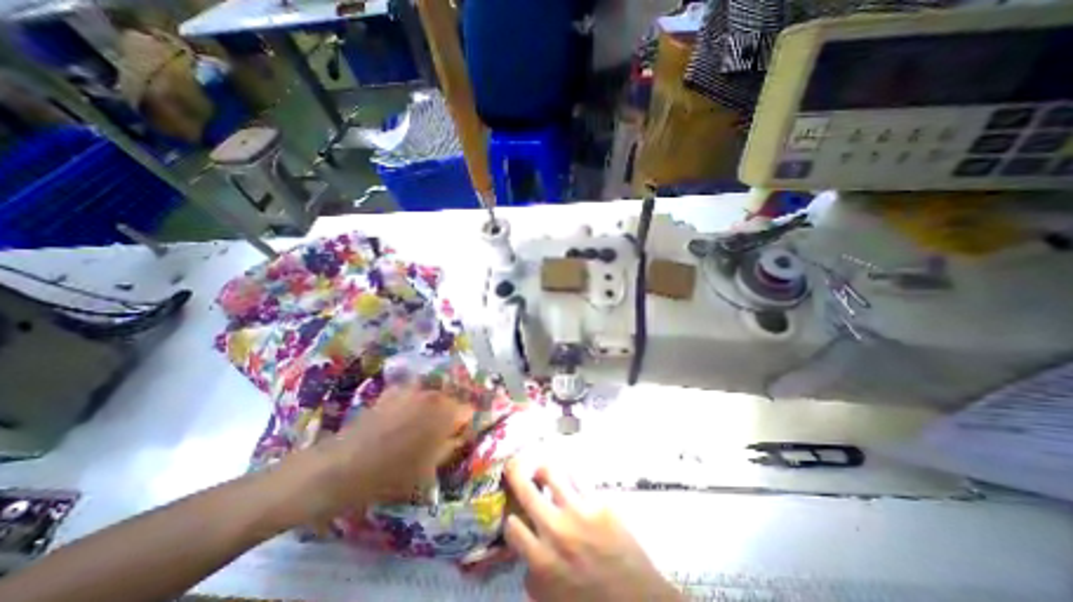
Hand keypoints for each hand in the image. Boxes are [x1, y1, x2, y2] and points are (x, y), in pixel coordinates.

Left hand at [294, 387, 475, 523]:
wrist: (338, 469)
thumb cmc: (389, 475)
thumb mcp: (429, 469)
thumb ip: (453, 446)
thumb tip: (464, 433)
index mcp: (446, 413)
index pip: (470, 410)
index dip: (468, 423)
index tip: (463, 435)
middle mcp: (432, 395)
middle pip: (453, 399)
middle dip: (452, 414)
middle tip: (443, 434)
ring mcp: (410, 390)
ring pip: (433, 395)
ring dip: (433, 407)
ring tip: (423, 426)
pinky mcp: (392, 392)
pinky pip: (412, 393)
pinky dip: (414, 403)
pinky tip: (402, 419)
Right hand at [500, 462, 678, 601]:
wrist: (639, 601)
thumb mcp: (554, 600)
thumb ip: (535, 578)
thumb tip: (525, 557)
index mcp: (542, 560)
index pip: (512, 526)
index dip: (510, 516)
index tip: (513, 512)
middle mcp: (556, 530)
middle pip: (527, 490)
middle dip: (515, 472)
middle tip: (513, 463)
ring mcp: (579, 512)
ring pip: (553, 474)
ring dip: (544, 468)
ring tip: (543, 467)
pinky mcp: (600, 503)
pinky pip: (579, 479)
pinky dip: (570, 475)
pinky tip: (570, 476)